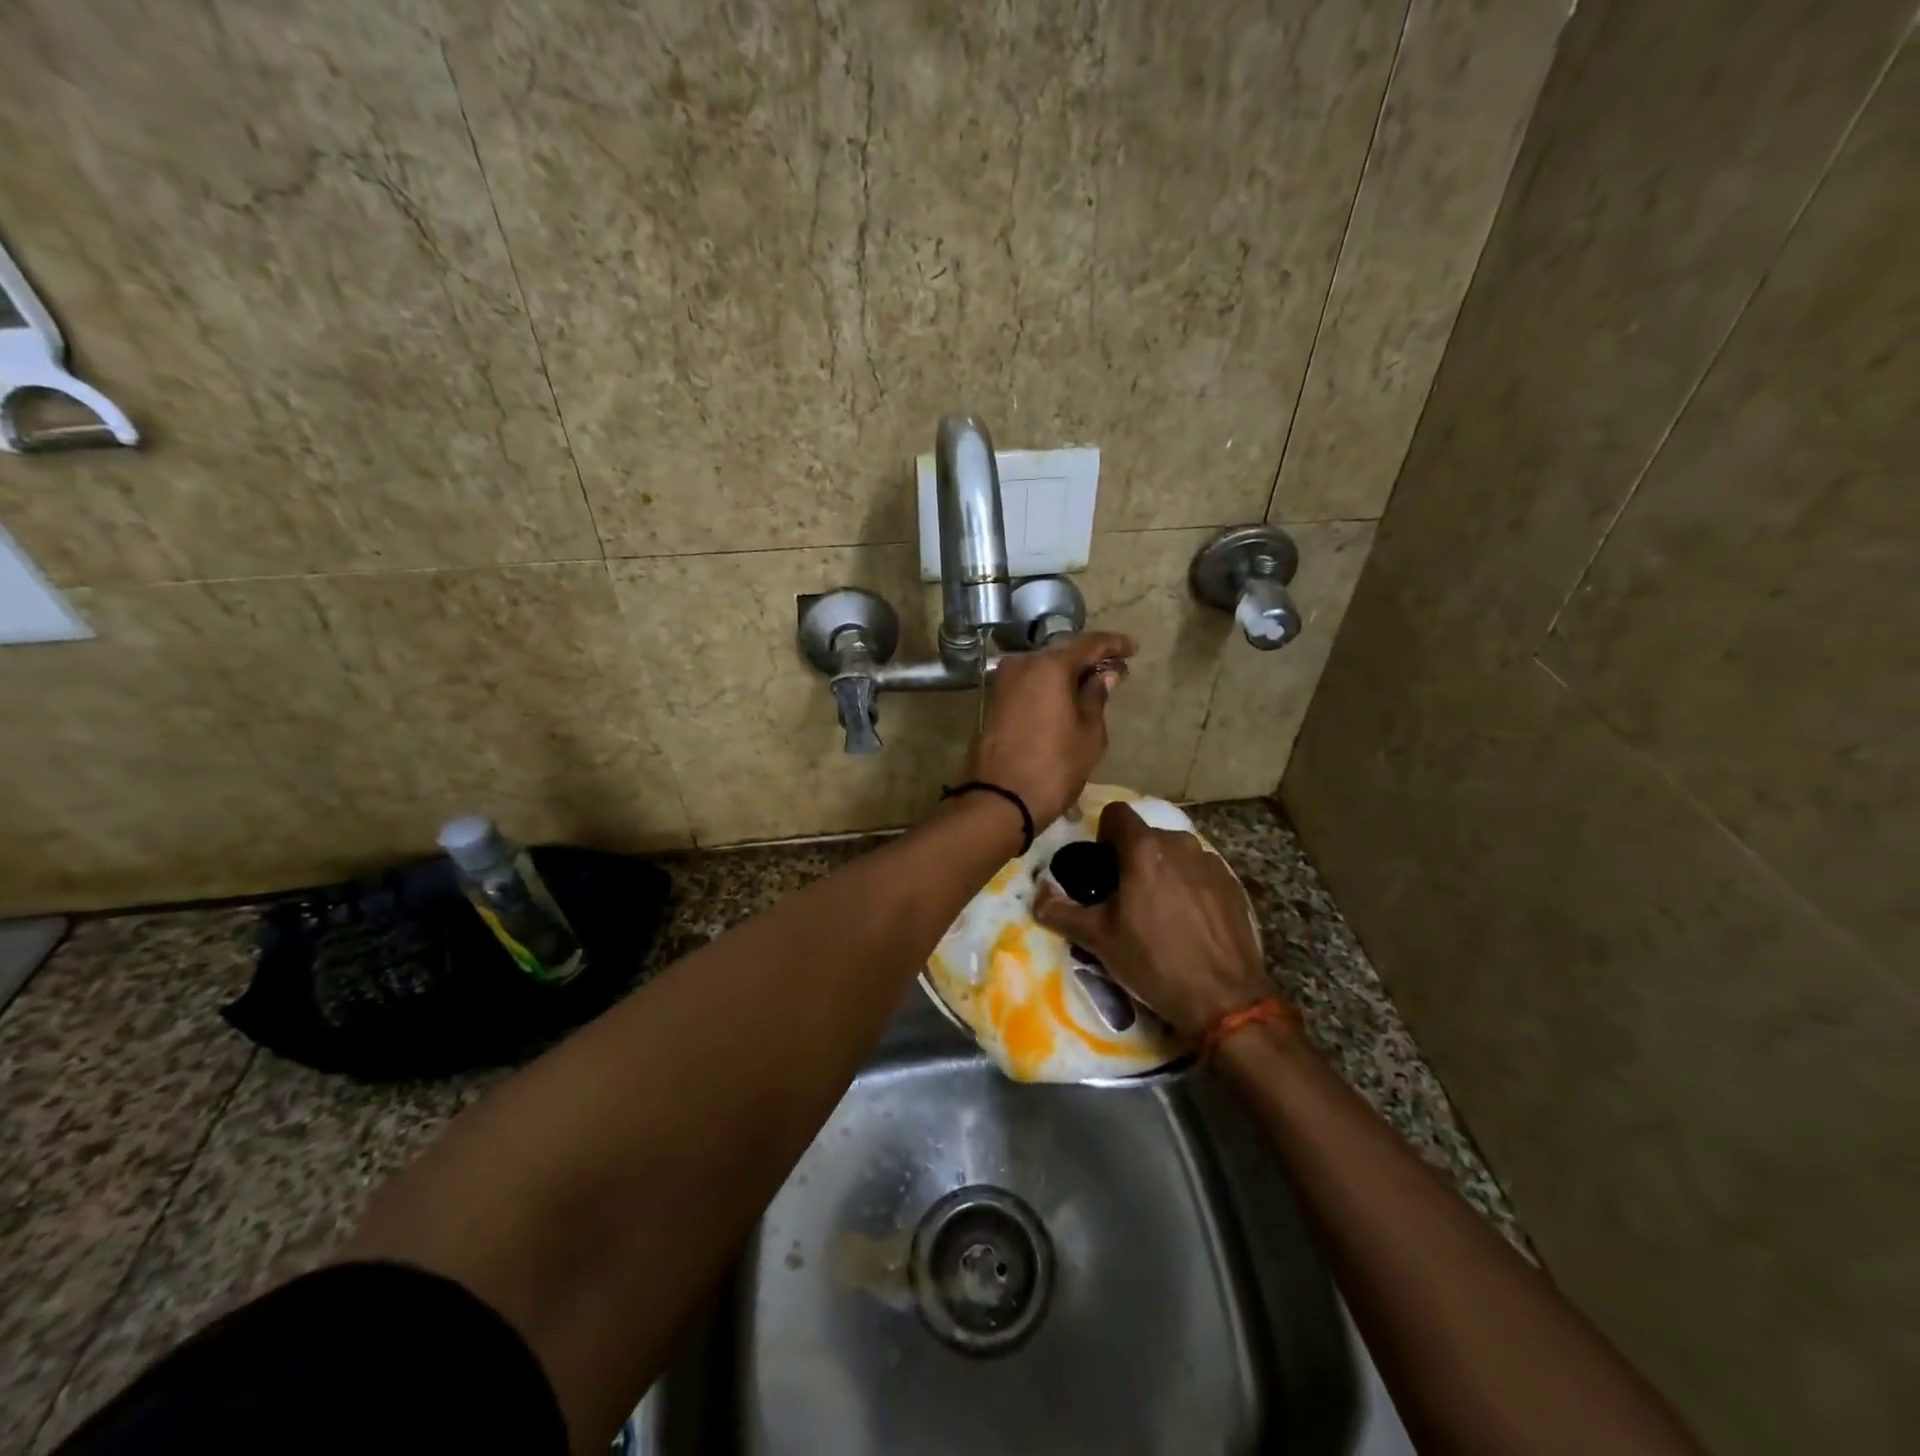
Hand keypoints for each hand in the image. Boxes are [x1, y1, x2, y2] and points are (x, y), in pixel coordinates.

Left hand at [964, 631, 1135, 827]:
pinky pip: (1028, 685)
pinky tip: (1064, 701)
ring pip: (1042, 670)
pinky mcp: (993, 703)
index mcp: (1049, 666)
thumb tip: (1104, 676)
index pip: (1088, 644)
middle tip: (1112, 672)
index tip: (1132, 649)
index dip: (1113, 644)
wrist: (999, 800)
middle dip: (1088, 661)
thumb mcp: (1089, 734)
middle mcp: (1022, 665)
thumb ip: (1096, 698)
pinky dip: (1048, 689)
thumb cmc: (1054, 767)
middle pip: (1061, 654)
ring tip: (1091, 688)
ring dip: (1066, 676)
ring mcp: (1003, 683)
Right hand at [1032, 801, 1274, 1038]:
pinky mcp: (1233, 884)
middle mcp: (1180, 844)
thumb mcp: (1099, 940)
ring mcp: (1211, 863)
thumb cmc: (1154, 962)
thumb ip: (1061, 912)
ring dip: (1161, 870)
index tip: (1101, 867)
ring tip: (1157, 911)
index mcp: (1144, 850)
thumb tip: (1036, 895)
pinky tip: (1188, 922)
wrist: (1225, 998)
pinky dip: (1188, 886)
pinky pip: (1199, 872)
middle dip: (1131, 857)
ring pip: (1175, 853)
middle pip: (1146, 836)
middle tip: (1123, 896)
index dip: (1103, 834)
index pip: (1116, 813)